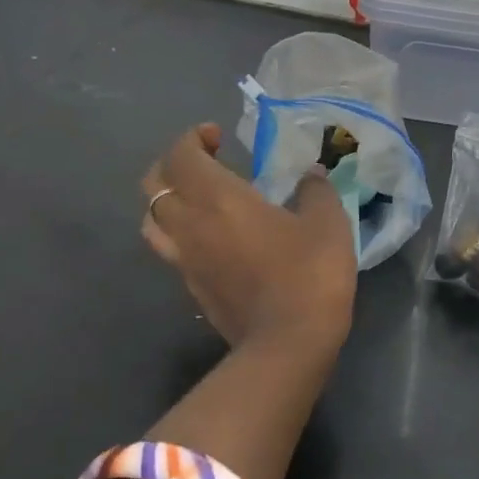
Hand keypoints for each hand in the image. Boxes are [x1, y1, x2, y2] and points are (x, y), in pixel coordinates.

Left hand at [141, 123, 356, 354]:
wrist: (289, 343)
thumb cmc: (309, 274)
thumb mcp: (327, 223)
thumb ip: (316, 191)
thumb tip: (311, 175)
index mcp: (218, 200)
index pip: (182, 155)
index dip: (193, 138)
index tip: (218, 136)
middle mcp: (190, 225)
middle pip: (154, 184)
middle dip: (173, 164)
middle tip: (205, 162)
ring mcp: (185, 260)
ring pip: (151, 220)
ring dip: (167, 200)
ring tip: (197, 198)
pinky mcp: (192, 288)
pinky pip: (170, 249)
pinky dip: (180, 233)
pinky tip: (210, 238)